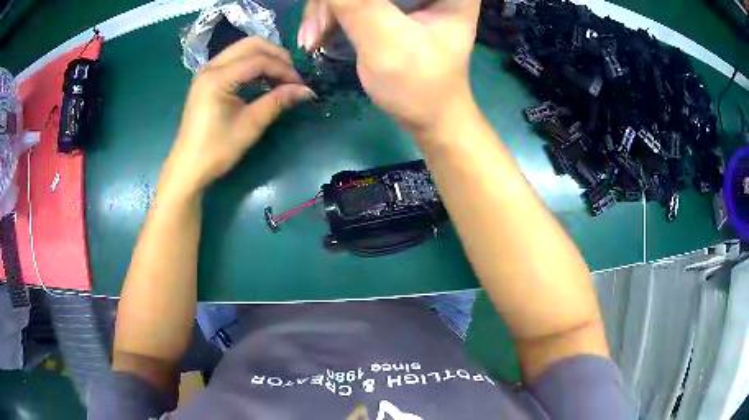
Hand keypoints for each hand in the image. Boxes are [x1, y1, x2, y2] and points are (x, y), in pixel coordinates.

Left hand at [163, 37, 314, 193]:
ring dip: (265, 57)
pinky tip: (262, 79)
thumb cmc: (216, 150)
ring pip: (242, 49)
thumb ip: (277, 101)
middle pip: (250, 44)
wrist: (188, 168)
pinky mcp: (207, 80)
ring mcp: (207, 72)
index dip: (283, 69)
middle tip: (291, 75)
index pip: (259, 60)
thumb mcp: (250, 125)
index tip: (301, 85)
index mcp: (217, 78)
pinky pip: (234, 60)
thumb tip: (307, 91)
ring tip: (280, 76)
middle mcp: (211, 67)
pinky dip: (252, 64)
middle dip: (276, 55)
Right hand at [297, 0, 479, 134]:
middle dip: (332, 3)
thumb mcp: (386, 41)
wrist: (428, 116)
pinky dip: (332, 14)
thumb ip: (353, 3)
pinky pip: (353, 0)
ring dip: (326, 9)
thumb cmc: (419, 84)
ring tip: (311, 39)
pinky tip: (318, 35)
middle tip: (314, 32)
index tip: (330, 11)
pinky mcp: (393, 6)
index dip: (356, 0)